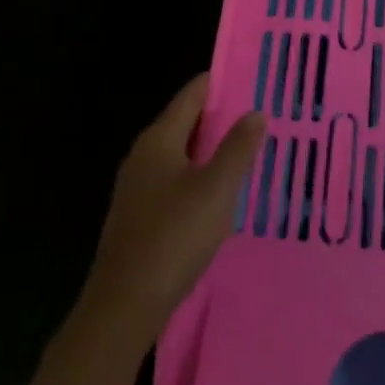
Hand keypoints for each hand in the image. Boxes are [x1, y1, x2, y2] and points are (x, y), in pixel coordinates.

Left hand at [81, 73, 264, 344]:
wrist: (123, 305)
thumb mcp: (216, 190)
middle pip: (186, 122)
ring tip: (250, 152)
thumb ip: (237, 148)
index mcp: (159, 138)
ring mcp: (138, 186)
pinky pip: (175, 181)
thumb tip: (256, 112)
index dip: (221, 83)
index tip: (254, 79)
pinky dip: (200, 177)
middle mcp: (144, 154)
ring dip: (212, 150)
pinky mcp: (139, 215)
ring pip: (182, 154)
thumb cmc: (173, 237)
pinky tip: (221, 195)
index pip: (192, 95)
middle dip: (222, 118)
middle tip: (261, 117)